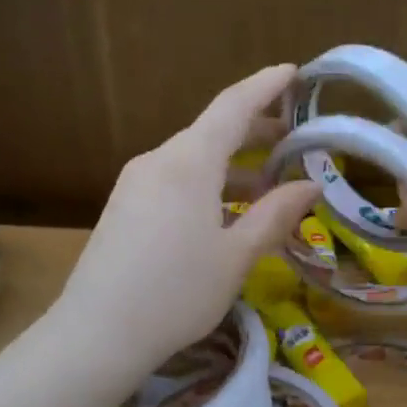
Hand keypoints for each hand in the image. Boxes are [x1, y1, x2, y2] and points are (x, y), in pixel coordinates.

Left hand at [53, 65, 319, 378]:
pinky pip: (175, 180)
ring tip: (269, 185)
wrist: (96, 334)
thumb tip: (310, 184)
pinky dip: (208, 184)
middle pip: (212, 130)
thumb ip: (275, 215)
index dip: (265, 86)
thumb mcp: (236, 256)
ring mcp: (135, 183)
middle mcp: (158, 161)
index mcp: (188, 163)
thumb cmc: (176, 292)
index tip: (293, 72)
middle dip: (255, 129)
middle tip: (295, 139)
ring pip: (193, 159)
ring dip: (233, 164)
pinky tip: (226, 212)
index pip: (233, 107)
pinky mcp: (124, 207)